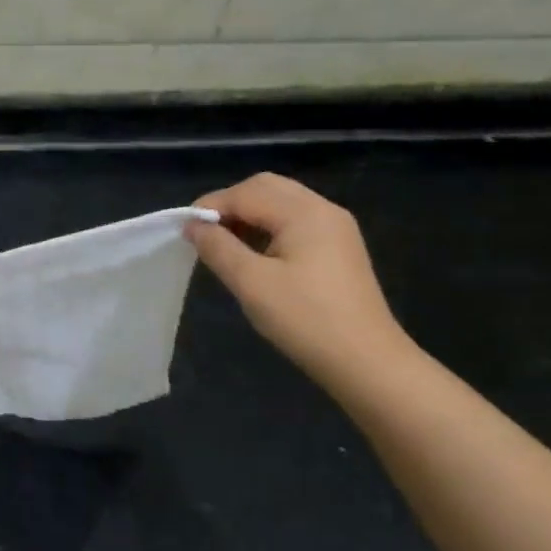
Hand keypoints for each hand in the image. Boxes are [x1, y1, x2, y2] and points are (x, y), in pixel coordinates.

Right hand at [186, 173, 412, 388]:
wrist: (366, 361)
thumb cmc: (304, 319)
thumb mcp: (250, 282)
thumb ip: (217, 247)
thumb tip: (192, 225)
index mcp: (304, 213)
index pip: (246, 193)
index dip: (210, 207)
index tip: (184, 232)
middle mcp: (323, 210)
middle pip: (266, 188)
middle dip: (230, 204)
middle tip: (204, 235)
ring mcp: (335, 229)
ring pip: (281, 203)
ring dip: (248, 215)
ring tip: (224, 246)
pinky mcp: (338, 248)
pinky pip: (294, 222)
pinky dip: (267, 228)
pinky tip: (253, 255)